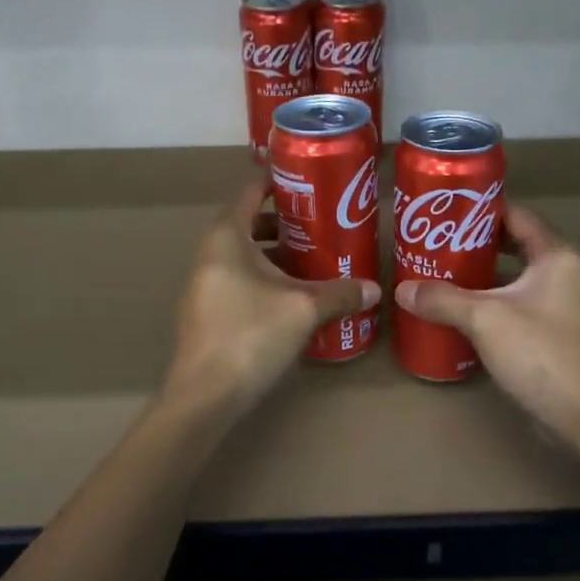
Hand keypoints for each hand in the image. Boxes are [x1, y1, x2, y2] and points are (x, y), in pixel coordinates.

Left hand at [163, 180, 381, 413]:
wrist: (205, 396)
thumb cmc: (251, 335)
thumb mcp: (304, 310)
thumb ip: (340, 294)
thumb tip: (375, 289)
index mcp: (226, 237)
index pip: (251, 192)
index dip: (281, 184)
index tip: (312, 185)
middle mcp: (210, 253)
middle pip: (250, 224)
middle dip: (287, 223)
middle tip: (323, 226)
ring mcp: (204, 284)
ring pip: (245, 256)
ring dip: (278, 255)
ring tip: (316, 262)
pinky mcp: (206, 311)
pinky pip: (239, 280)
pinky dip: (265, 279)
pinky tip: (294, 298)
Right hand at [394, 204, 579, 446]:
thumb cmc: (541, 353)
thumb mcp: (485, 319)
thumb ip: (443, 300)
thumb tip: (402, 289)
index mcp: (555, 256)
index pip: (516, 215)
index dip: (481, 209)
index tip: (444, 211)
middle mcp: (560, 274)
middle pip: (511, 245)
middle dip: (472, 244)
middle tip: (432, 243)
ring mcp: (556, 306)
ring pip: (510, 279)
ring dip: (477, 277)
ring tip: (436, 274)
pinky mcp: (549, 335)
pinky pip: (511, 307)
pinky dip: (485, 305)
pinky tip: (455, 313)